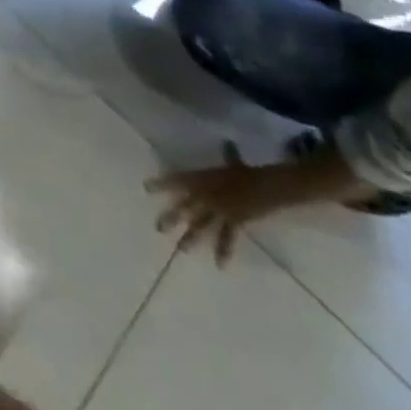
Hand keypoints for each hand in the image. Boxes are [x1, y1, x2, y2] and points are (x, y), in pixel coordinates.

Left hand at [147, 145, 303, 265]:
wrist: (264, 185)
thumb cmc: (246, 172)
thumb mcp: (232, 163)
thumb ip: (227, 154)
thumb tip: (228, 144)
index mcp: (200, 179)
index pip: (176, 181)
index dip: (161, 184)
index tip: (146, 189)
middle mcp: (205, 195)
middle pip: (184, 206)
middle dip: (172, 217)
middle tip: (158, 228)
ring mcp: (218, 209)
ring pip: (201, 225)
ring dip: (192, 237)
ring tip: (181, 249)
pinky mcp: (234, 222)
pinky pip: (227, 238)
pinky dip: (224, 251)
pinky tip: (220, 265)